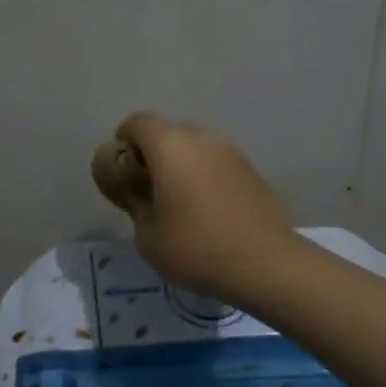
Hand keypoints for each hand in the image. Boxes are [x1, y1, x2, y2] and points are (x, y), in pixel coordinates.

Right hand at [90, 112, 299, 301]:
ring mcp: (231, 153)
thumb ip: (134, 203)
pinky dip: (205, 175)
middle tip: (146, 185)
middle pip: (169, 131)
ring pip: (196, 146)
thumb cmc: (196, 248)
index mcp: (170, 147)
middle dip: (153, 152)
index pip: (139, 122)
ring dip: (181, 164)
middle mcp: (202, 139)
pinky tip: (205, 209)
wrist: (265, 264)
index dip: (124, 138)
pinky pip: (217, 163)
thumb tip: (134, 190)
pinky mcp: (251, 171)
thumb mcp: (147, 235)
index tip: (120, 166)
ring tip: (177, 199)